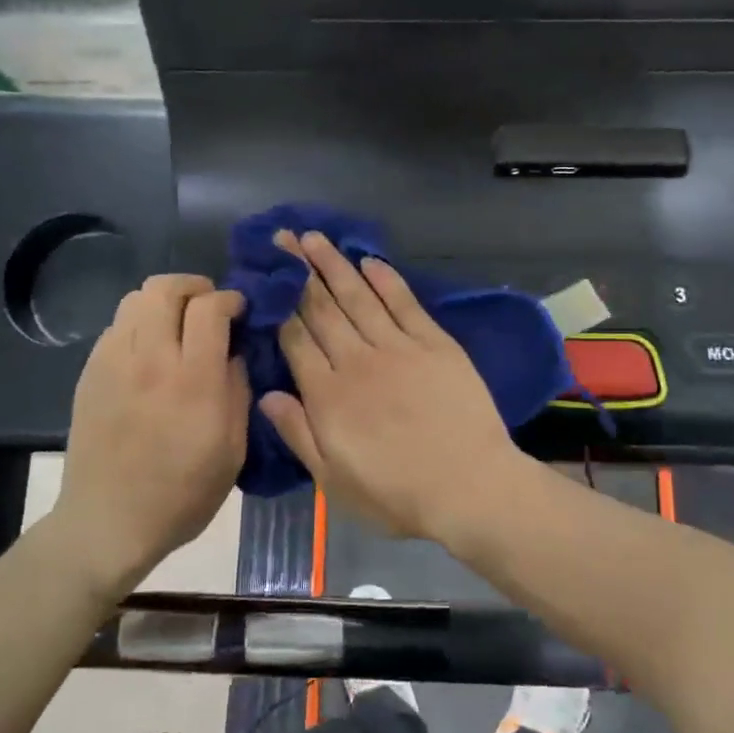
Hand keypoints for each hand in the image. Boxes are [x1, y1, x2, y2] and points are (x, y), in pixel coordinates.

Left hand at [51, 274, 248, 591]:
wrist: (108, 522)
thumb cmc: (183, 493)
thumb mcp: (233, 448)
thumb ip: (238, 389)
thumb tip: (235, 352)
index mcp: (193, 380)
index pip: (210, 307)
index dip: (230, 299)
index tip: (241, 312)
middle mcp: (151, 360)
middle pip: (166, 288)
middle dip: (196, 287)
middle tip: (210, 309)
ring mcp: (113, 363)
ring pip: (136, 298)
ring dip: (164, 301)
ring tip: (179, 325)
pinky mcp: (90, 373)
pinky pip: (117, 326)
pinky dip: (140, 323)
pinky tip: (151, 352)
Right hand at [259, 231, 530, 539]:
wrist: (469, 487)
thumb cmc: (396, 494)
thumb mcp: (333, 481)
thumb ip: (298, 434)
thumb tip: (264, 394)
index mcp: (328, 396)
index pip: (296, 340)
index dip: (279, 307)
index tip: (267, 279)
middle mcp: (357, 361)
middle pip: (322, 309)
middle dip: (299, 273)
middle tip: (282, 238)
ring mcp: (398, 348)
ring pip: (358, 297)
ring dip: (334, 266)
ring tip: (314, 238)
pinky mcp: (435, 344)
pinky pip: (405, 304)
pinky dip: (386, 280)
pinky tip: (369, 261)